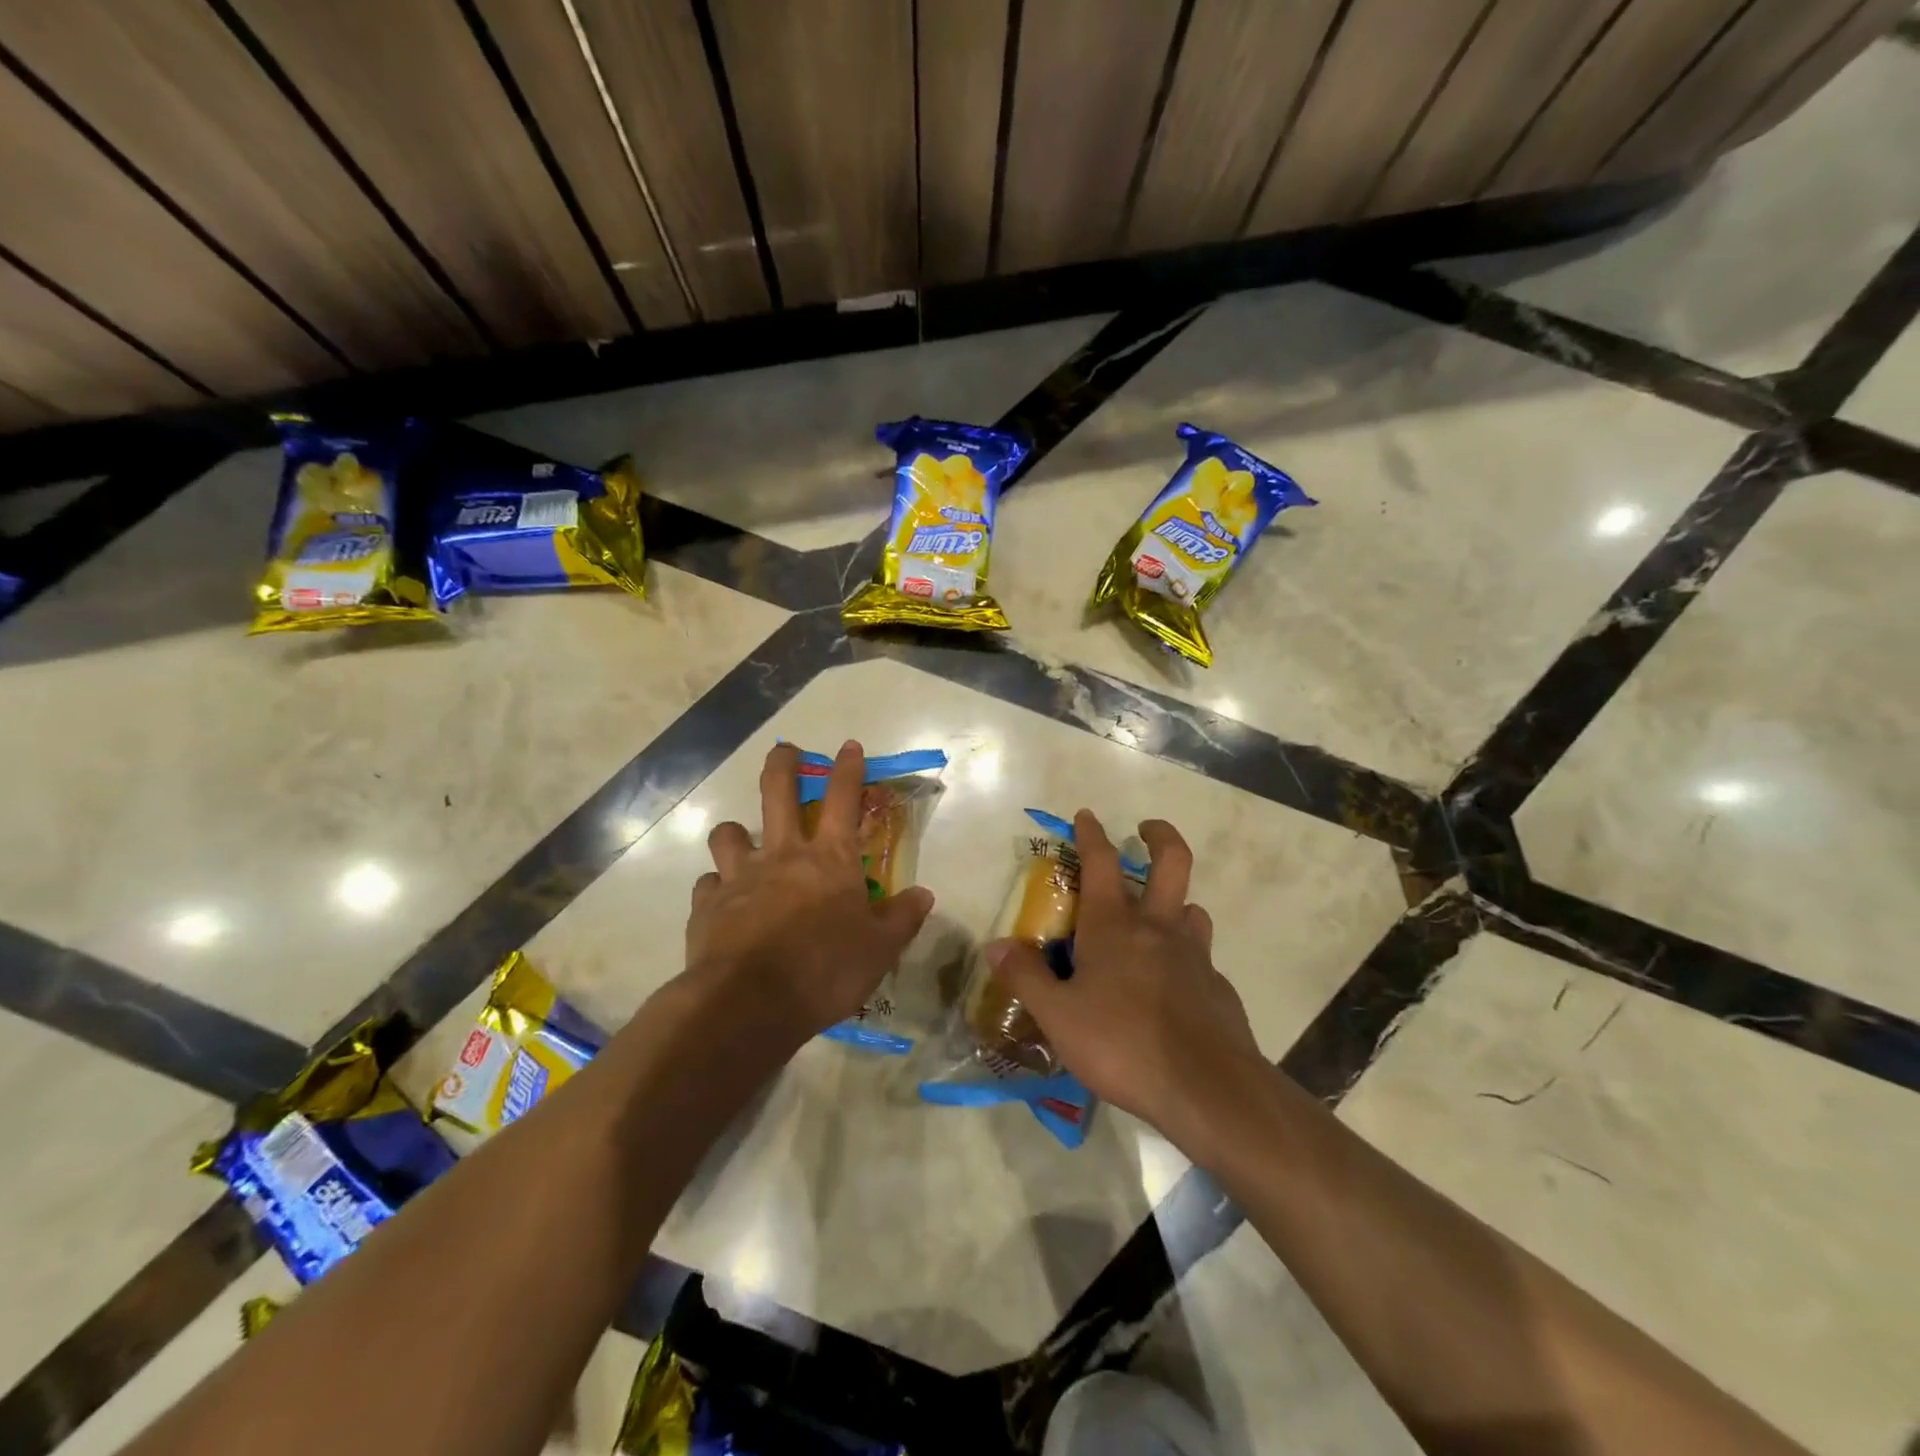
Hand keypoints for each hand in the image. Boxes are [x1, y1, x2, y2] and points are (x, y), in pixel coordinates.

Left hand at [685, 741, 933, 1047]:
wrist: (749, 1004)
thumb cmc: (825, 970)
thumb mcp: (880, 950)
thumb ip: (902, 918)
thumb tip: (924, 894)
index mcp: (829, 859)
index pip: (842, 798)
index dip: (848, 768)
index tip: (849, 745)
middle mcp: (782, 855)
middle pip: (777, 792)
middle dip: (782, 763)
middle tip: (784, 749)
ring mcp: (740, 877)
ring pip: (729, 833)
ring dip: (736, 831)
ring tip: (741, 839)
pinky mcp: (707, 906)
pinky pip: (709, 884)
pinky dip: (717, 887)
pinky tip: (723, 902)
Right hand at [984, 812, 1262, 1151]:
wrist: (1207, 1089)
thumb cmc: (1123, 1044)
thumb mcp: (1058, 1017)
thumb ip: (1026, 978)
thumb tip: (995, 944)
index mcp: (1115, 926)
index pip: (1101, 863)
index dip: (1091, 834)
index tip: (1086, 815)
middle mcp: (1158, 929)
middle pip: (1172, 863)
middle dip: (1160, 836)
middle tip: (1146, 829)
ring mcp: (1195, 957)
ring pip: (1193, 911)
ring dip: (1177, 904)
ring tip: (1159, 919)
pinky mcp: (1217, 988)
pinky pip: (1202, 960)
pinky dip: (1188, 960)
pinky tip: (1174, 988)